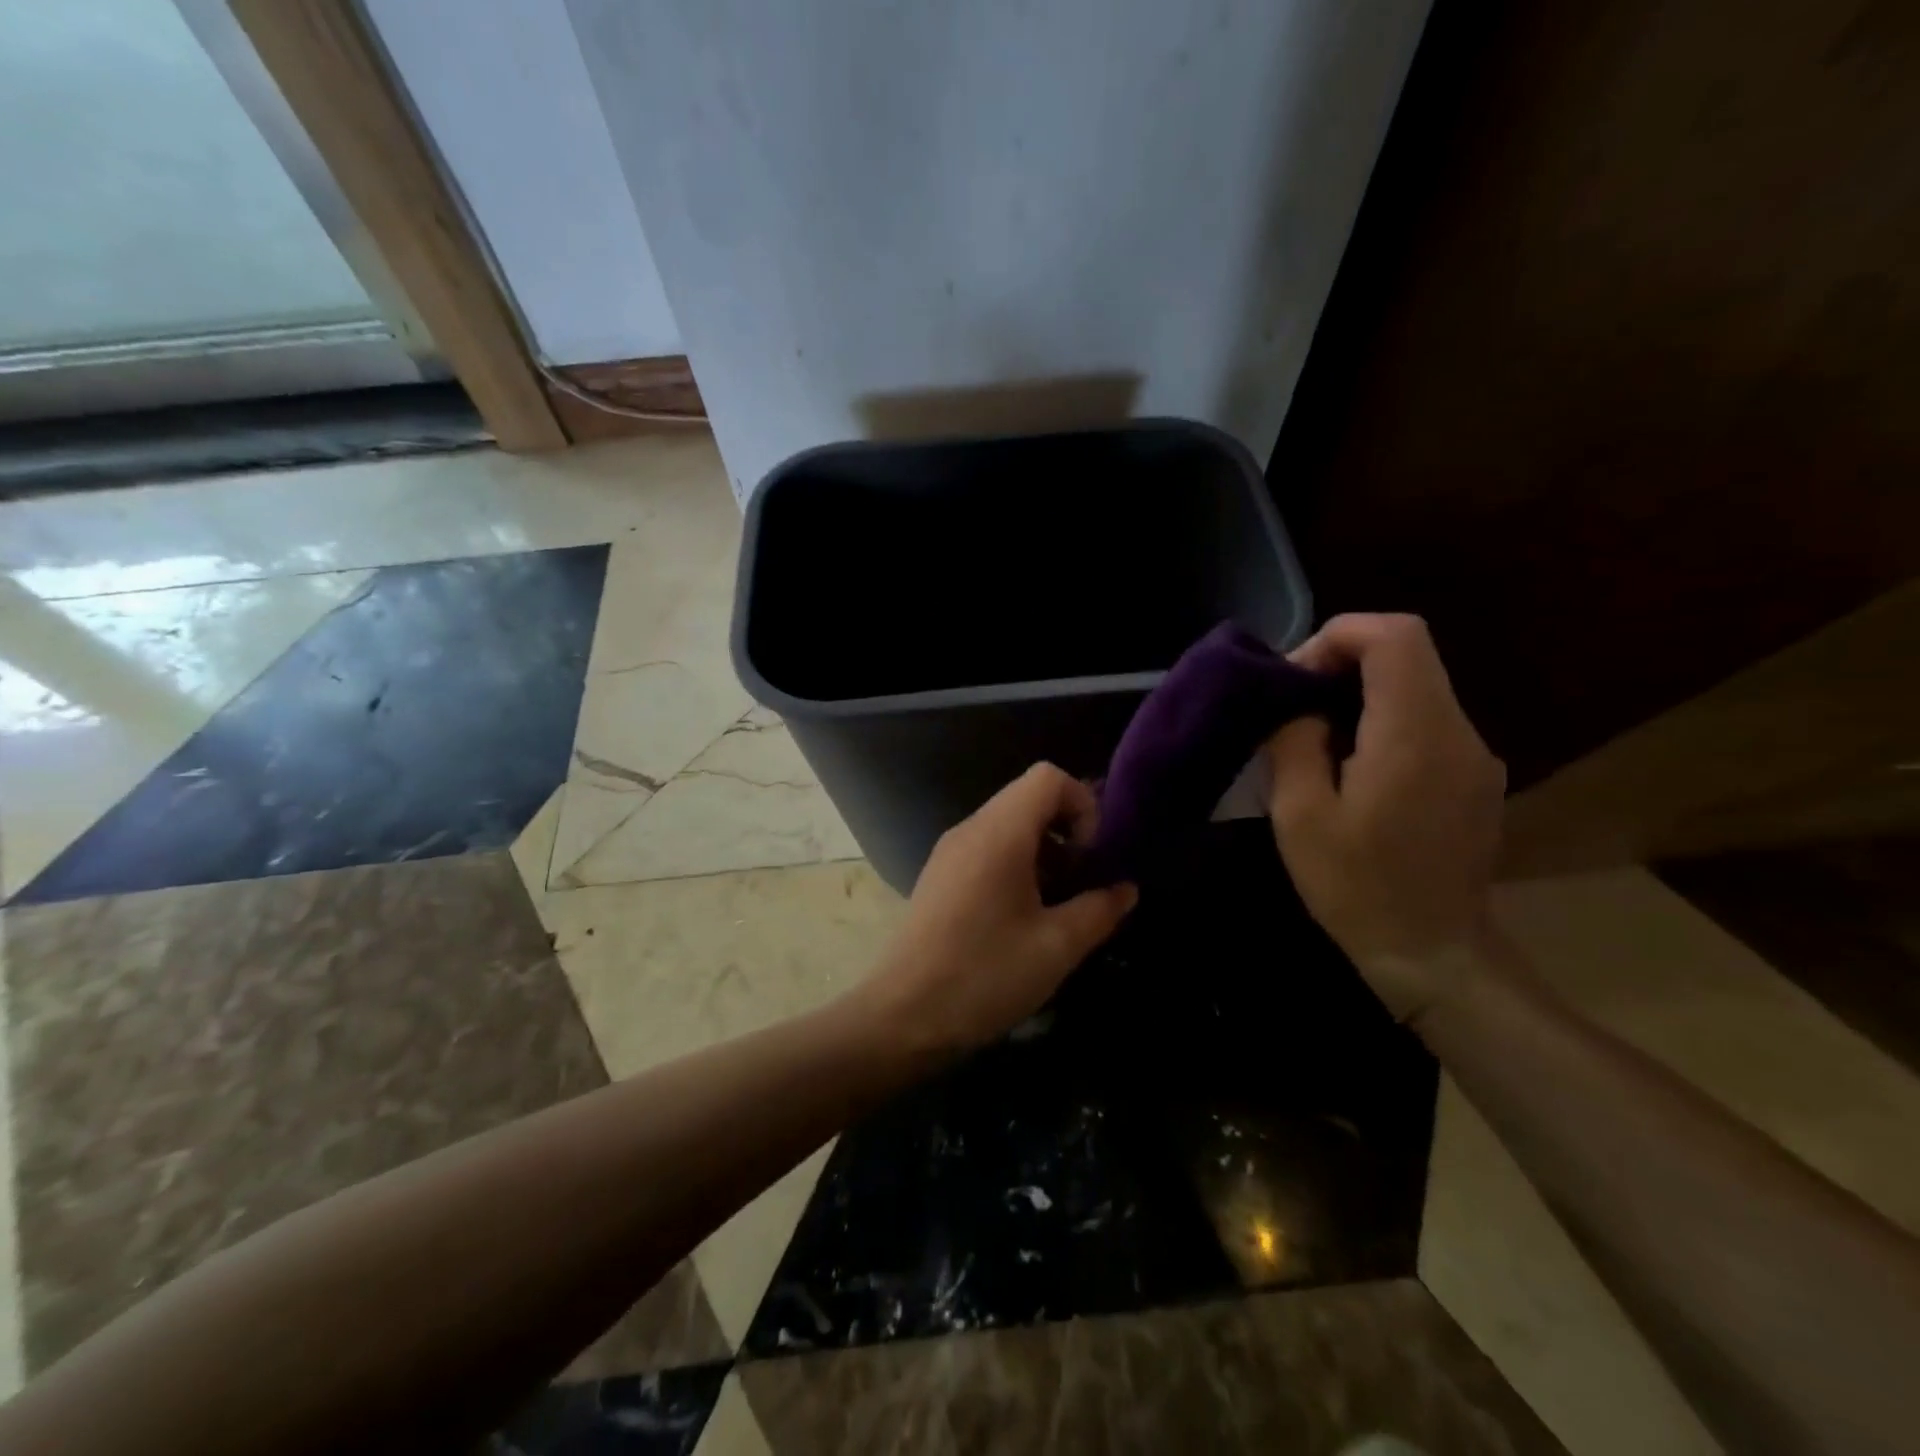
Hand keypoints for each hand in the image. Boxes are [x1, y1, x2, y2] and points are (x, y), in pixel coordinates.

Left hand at [864, 763, 1137, 1056]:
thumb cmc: (985, 976)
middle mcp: (970, 829)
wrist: (902, 1016)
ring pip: (1008, 825)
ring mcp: (949, 852)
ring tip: (1057, 904)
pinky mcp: (939, 876)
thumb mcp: (1056, 946)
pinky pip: (987, 849)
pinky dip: (1016, 865)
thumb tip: (1125, 888)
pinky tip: (1022, 917)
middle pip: (1028, 798)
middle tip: (1081, 882)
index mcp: (998, 833)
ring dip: (1043, 851)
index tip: (1091, 857)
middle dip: (1066, 830)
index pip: (1048, 777)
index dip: (1082, 805)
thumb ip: (1099, 909)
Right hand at [1264, 614, 1505, 1023]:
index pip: (1394, 636)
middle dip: (1344, 660)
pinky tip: (1352, 766)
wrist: (1433, 954)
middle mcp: (1458, 733)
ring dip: (1362, 692)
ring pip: (1418, 685)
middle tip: (1295, 703)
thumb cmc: (1357, 887)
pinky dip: (1384, 719)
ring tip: (1315, 734)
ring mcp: (1475, 755)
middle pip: (1409, 653)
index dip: (1340, 635)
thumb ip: (1295, 743)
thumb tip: (1297, 707)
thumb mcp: (1301, 816)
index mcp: (1414, 736)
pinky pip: (1428, 721)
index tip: (1296, 675)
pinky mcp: (1476, 777)